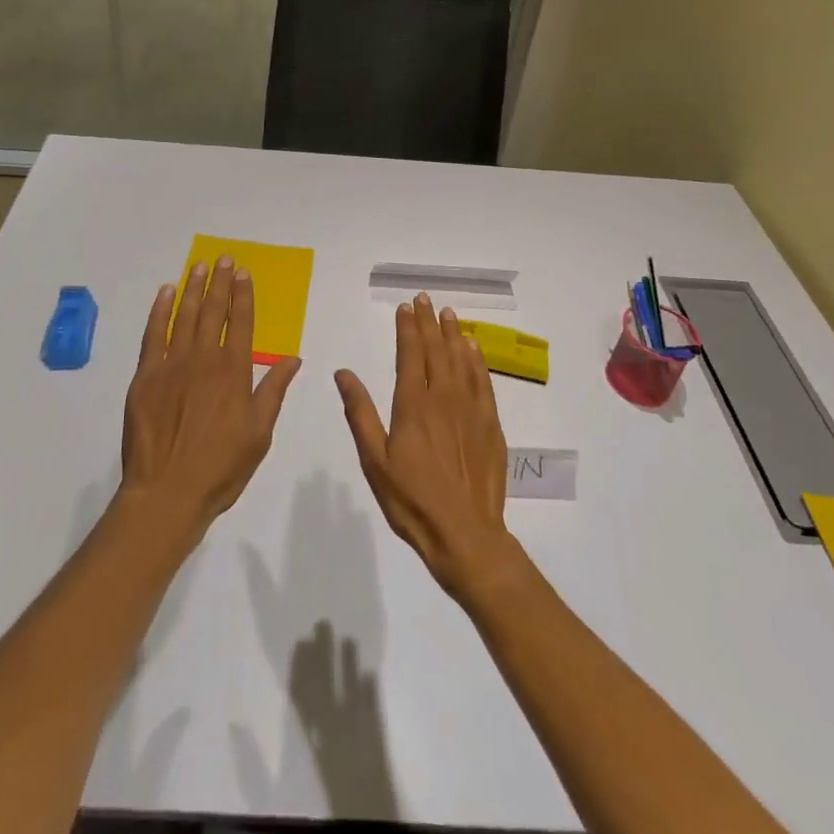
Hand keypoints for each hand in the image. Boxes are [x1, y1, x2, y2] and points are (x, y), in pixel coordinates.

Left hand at [121, 255, 301, 535]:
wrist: (167, 492)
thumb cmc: (220, 468)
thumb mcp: (259, 433)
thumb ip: (273, 391)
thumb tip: (293, 359)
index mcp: (234, 372)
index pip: (242, 323)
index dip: (243, 296)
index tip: (243, 274)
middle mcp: (204, 360)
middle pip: (213, 312)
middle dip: (219, 283)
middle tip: (222, 259)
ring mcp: (171, 365)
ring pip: (184, 317)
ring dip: (192, 289)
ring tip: (198, 266)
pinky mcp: (145, 376)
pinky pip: (153, 335)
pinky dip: (160, 312)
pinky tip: (166, 293)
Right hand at [335, 294, 517, 601]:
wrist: (465, 534)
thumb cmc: (411, 500)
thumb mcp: (374, 460)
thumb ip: (359, 413)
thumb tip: (343, 373)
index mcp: (413, 404)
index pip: (410, 354)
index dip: (407, 328)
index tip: (405, 307)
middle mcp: (443, 398)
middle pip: (436, 350)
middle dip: (429, 322)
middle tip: (425, 299)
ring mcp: (471, 410)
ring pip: (462, 360)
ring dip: (454, 334)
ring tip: (449, 314)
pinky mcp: (490, 425)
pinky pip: (483, 382)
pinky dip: (477, 361)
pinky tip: (474, 349)